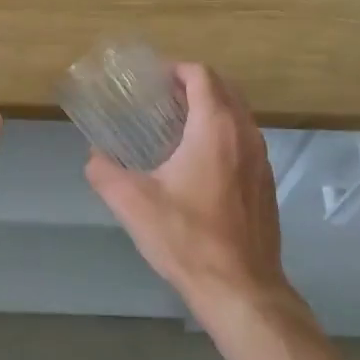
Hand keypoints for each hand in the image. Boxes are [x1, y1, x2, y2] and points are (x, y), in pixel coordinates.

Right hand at [85, 63, 300, 330]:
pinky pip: (245, 140)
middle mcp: (245, 134)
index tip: (153, 80)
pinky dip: (224, 133)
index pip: (201, 75)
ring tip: (177, 125)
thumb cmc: (187, 238)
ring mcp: (261, 159)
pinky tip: (199, 162)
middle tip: (162, 97)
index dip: (176, 69)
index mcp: (216, 128)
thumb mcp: (134, 204)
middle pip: (224, 88)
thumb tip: (93, 157)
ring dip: (211, 108)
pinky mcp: (266, 183)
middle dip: (194, 84)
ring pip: (238, 114)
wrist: (242, 290)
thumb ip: (105, 173)